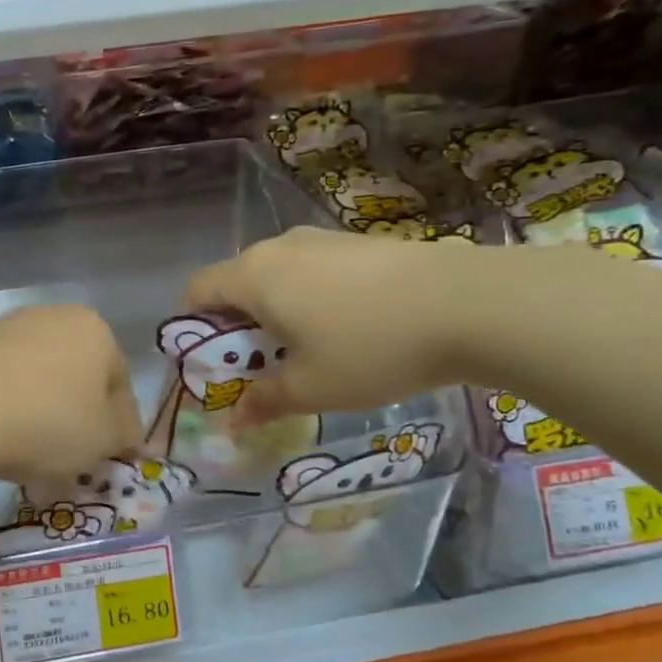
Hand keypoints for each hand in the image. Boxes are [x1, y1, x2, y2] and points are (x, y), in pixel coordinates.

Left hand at [0, 305, 143, 488]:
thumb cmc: (47, 419)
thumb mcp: (103, 438)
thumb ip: (124, 435)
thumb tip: (129, 433)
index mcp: (95, 331)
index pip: (120, 382)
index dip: (119, 427)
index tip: (109, 461)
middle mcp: (53, 319)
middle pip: (75, 381)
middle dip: (76, 425)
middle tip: (70, 467)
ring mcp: (6, 330)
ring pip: (37, 386)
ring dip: (40, 423)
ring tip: (30, 468)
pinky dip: (5, 417)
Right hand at [184, 227, 473, 418]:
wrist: (469, 304)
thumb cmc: (372, 348)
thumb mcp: (312, 388)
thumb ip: (264, 402)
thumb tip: (232, 422)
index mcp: (254, 277)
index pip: (196, 290)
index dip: (193, 327)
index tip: (215, 362)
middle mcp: (279, 247)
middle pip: (235, 281)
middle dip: (236, 324)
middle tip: (261, 365)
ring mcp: (321, 239)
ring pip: (276, 275)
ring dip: (275, 311)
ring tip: (308, 349)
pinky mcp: (358, 241)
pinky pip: (312, 269)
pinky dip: (309, 297)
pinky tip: (347, 327)